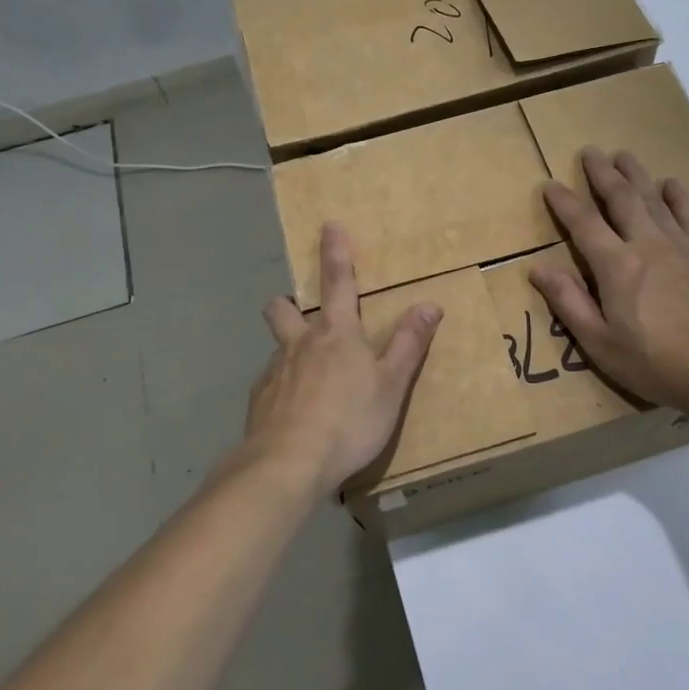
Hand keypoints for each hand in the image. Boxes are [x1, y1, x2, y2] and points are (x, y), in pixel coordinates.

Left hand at [246, 223, 441, 495]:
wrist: (287, 464)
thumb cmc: (349, 420)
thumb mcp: (392, 384)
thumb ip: (409, 343)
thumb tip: (429, 304)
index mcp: (336, 333)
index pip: (338, 282)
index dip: (336, 252)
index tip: (329, 225)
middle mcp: (300, 343)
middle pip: (282, 309)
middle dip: (288, 303)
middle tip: (299, 315)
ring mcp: (274, 372)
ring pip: (277, 348)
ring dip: (289, 351)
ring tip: (307, 379)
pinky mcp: (259, 401)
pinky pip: (270, 384)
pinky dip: (282, 389)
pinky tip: (294, 414)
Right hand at [532, 147, 688, 416]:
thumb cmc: (653, 361)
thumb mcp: (599, 342)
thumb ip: (569, 302)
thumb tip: (538, 269)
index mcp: (615, 264)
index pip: (583, 222)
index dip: (564, 201)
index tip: (550, 184)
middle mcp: (646, 243)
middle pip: (621, 197)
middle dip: (602, 173)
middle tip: (590, 151)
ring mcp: (680, 245)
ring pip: (654, 198)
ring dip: (636, 174)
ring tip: (624, 155)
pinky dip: (678, 196)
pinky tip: (671, 183)